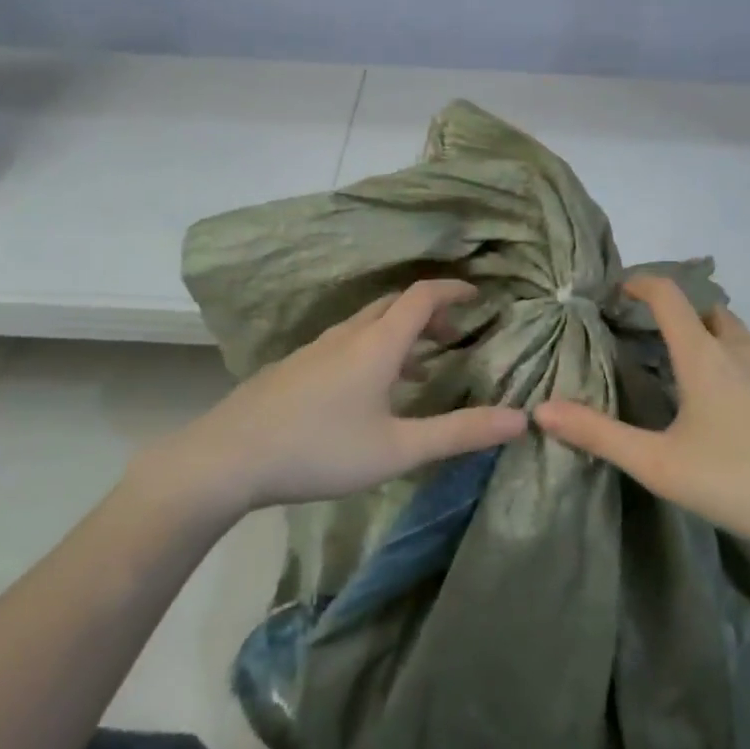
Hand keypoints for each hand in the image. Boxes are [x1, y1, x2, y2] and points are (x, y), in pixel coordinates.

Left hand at [145, 279, 527, 516]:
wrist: (228, 457)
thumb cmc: (321, 449)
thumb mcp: (398, 448)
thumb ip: (459, 432)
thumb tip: (521, 418)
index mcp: (376, 343)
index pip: (421, 296)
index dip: (452, 291)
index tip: (477, 296)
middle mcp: (347, 335)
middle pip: (394, 306)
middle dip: (429, 314)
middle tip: (453, 337)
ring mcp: (316, 349)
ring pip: (368, 325)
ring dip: (399, 333)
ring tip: (419, 367)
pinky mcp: (295, 367)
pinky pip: (346, 342)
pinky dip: (373, 348)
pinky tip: (368, 391)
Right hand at [535, 275, 749, 578]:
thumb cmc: (741, 483)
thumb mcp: (659, 464)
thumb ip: (598, 435)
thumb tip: (541, 410)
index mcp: (705, 356)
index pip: (669, 295)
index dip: (641, 282)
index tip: (620, 289)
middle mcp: (746, 349)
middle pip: (708, 312)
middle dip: (681, 316)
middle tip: (657, 345)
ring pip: (742, 339)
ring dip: (716, 344)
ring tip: (700, 383)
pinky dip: (749, 371)